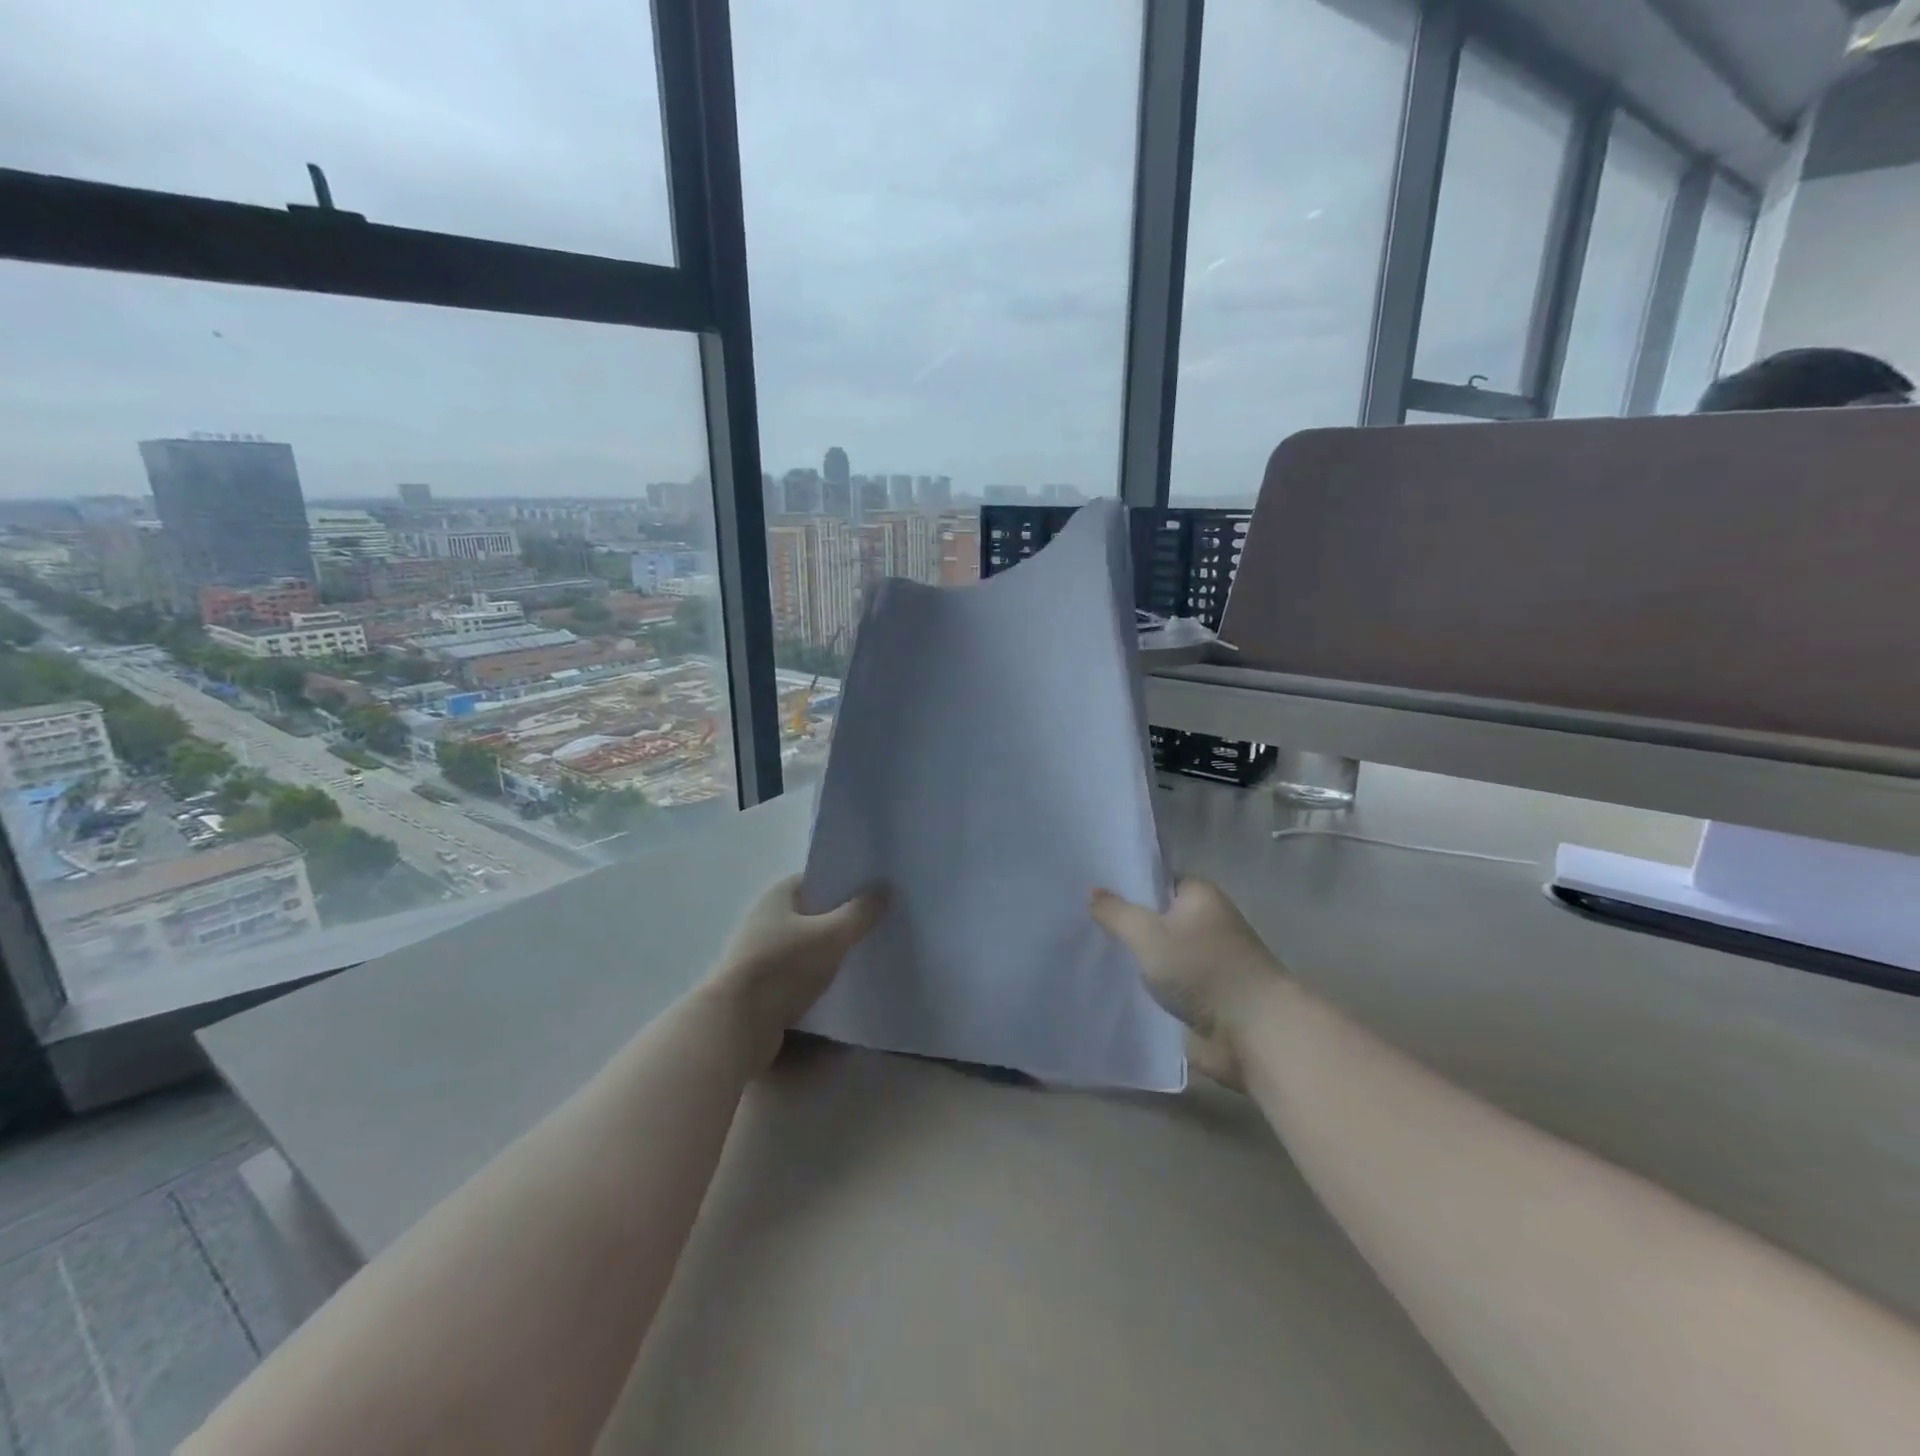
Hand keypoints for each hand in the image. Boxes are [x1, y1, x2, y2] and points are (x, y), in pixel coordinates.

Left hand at [708, 875, 887, 1069]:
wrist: (736, 1026)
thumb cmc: (783, 967)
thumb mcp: (831, 935)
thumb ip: (860, 912)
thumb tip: (884, 888)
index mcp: (778, 895)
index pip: (818, 878)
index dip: (846, 882)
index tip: (876, 891)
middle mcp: (767, 918)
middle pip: (815, 911)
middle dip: (844, 917)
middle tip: (880, 922)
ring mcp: (762, 952)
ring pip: (809, 944)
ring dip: (833, 949)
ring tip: (868, 953)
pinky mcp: (764, 985)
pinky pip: (801, 971)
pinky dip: (820, 974)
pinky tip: (845, 982)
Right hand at [1090, 878, 1285, 1088]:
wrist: (1255, 1032)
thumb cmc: (1203, 970)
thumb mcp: (1148, 934)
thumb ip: (1117, 913)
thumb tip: (1094, 892)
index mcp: (1199, 895)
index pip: (1157, 880)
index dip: (1127, 886)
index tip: (1094, 896)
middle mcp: (1208, 921)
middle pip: (1159, 917)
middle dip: (1129, 925)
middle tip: (1086, 928)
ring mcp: (1210, 959)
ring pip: (1163, 952)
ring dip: (1140, 959)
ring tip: (1097, 958)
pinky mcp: (1209, 994)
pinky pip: (1171, 982)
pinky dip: (1152, 985)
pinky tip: (1121, 988)